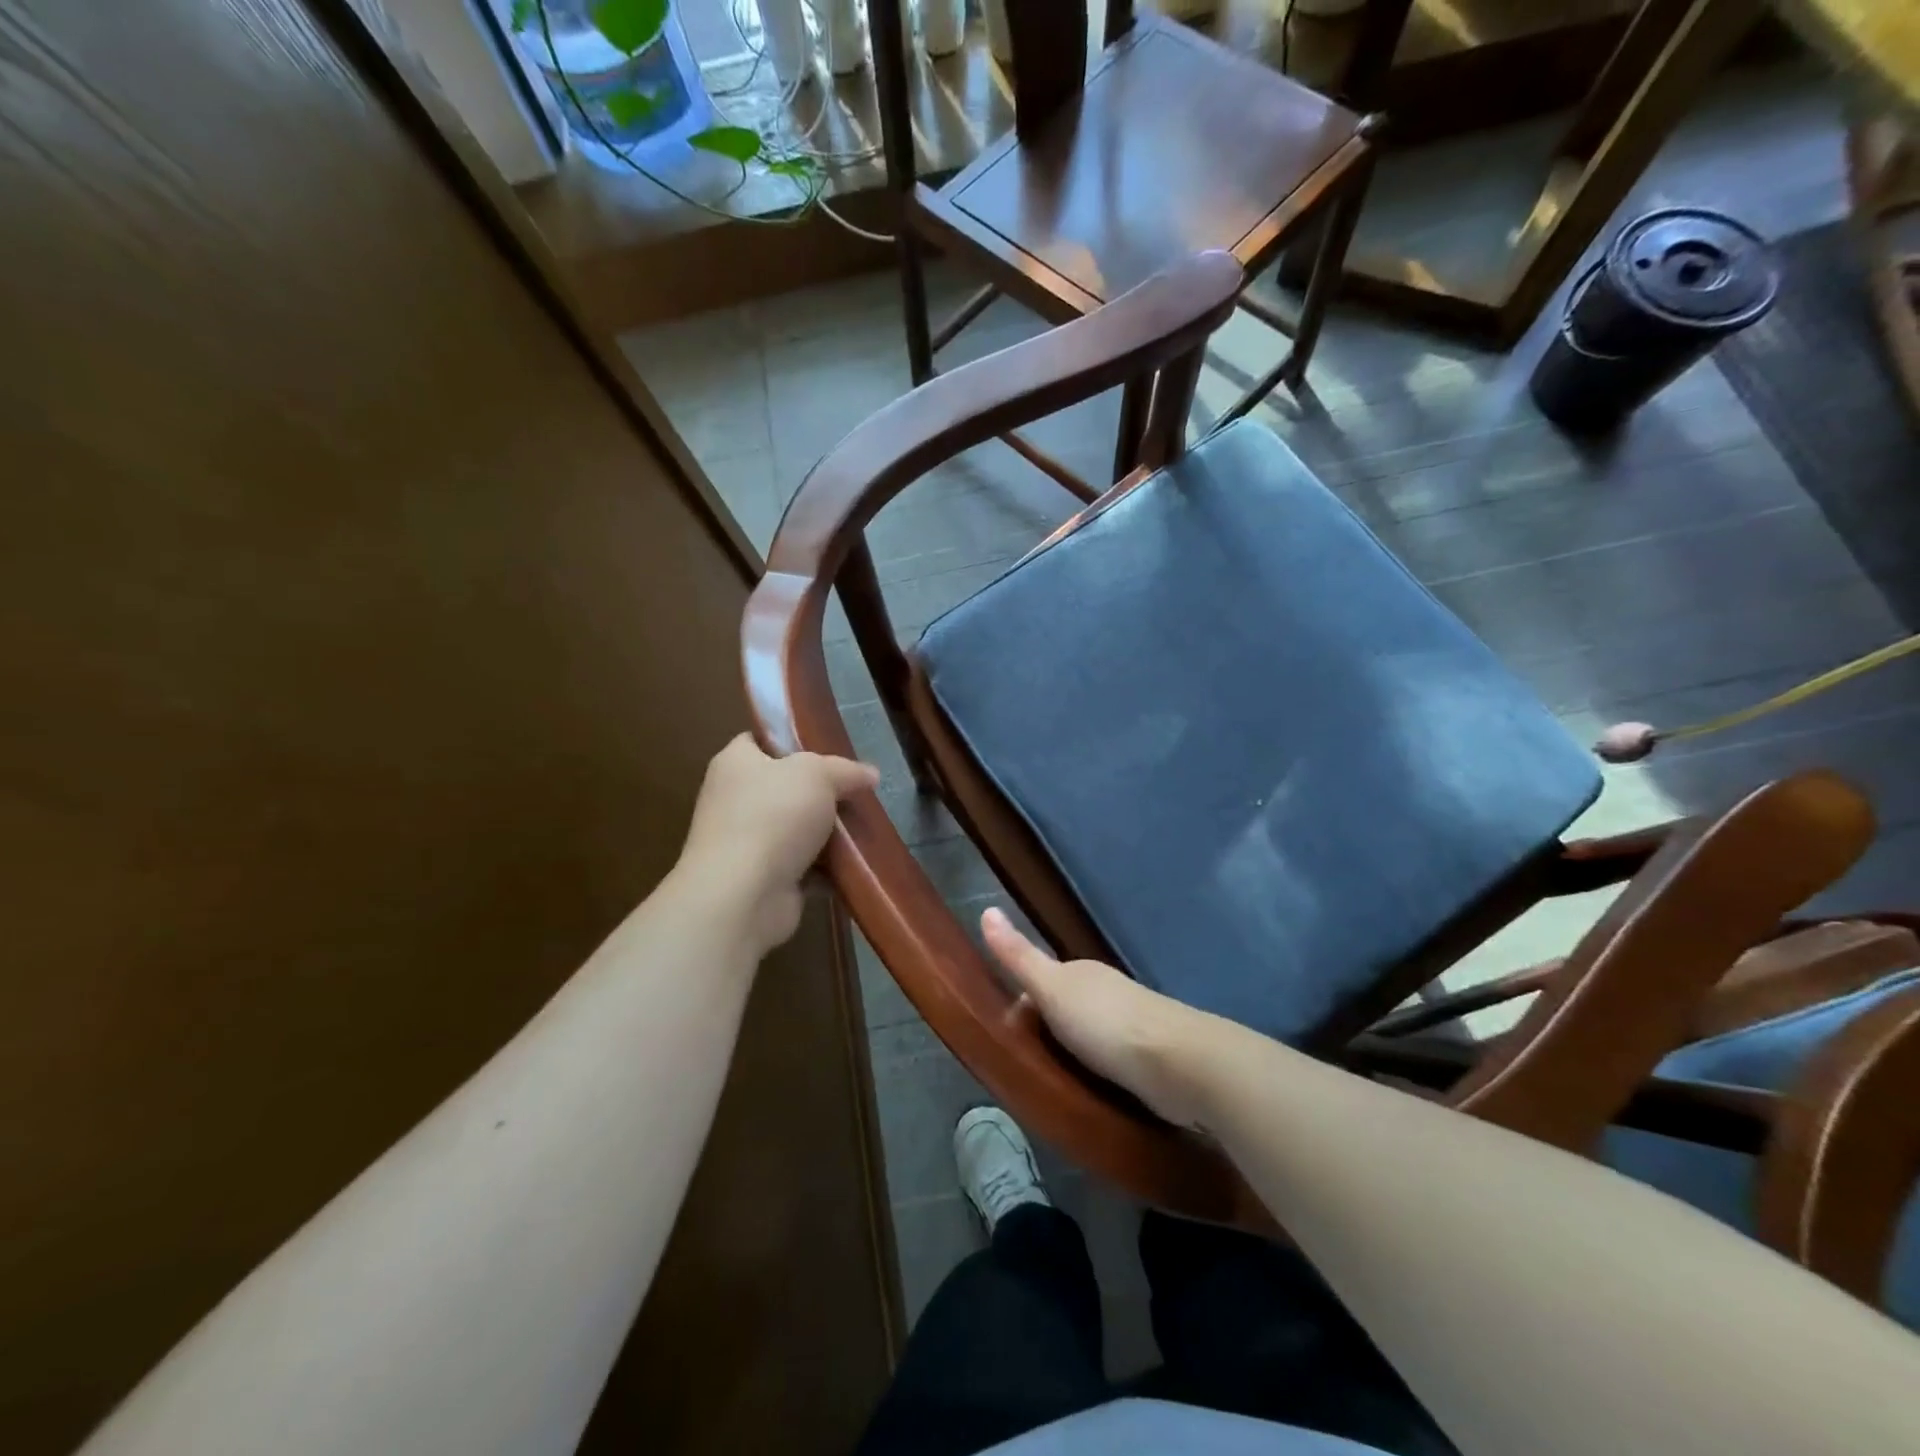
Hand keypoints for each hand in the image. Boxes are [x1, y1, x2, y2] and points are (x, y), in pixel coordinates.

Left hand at [678, 734, 878, 952]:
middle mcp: (734, 801)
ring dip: (827, 834)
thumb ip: (845, 770)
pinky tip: (855, 865)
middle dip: (820, 793)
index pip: (759, 740)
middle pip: (784, 788)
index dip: (790, 741)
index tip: (826, 749)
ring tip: (864, 829)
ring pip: (795, 830)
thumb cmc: (773, 816)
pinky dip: (826, 870)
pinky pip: (802, 867)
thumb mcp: (817, 774)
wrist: (743, 895)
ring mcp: (745, 844)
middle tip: (855, 793)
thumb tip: (870, 774)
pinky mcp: (762, 880)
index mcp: (734, 764)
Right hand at [981, 907, 1218, 1129]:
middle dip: (1050, 1031)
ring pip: (1093, 1036)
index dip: (1024, 1005)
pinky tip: (1093, 1093)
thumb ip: (1019, 957)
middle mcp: (1108, 993)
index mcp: (1083, 974)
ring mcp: (1134, 1025)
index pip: (1045, 982)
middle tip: (1027, 1065)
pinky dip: (1100, 1073)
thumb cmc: (1106, 1022)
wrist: (1179, 1063)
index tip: (1007, 1035)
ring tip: (1056, 1085)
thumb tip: (987, 910)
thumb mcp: (1052, 988)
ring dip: (1076, 1054)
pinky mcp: (1151, 1059)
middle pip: (1069, 1008)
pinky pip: (1114, 1062)